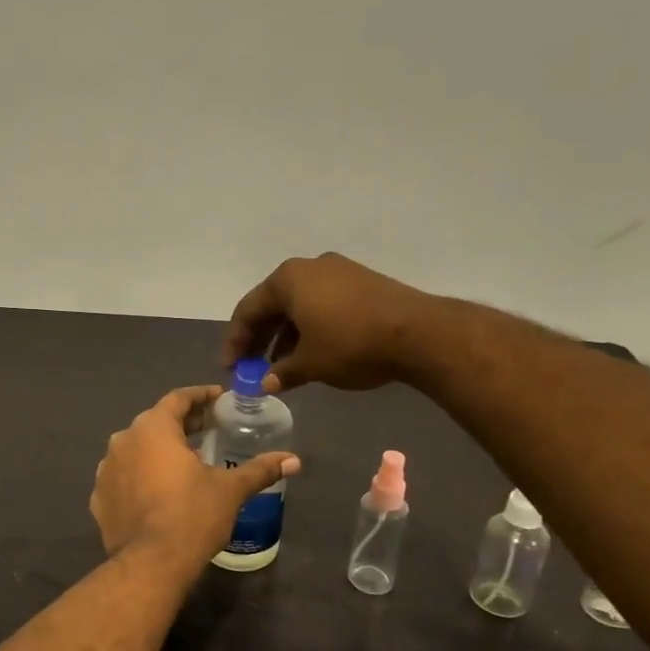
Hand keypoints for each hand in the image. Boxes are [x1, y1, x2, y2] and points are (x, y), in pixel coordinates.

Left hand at [91, 386, 298, 567]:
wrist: (150, 564)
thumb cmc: (192, 515)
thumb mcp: (230, 490)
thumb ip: (260, 470)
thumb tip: (293, 460)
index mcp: (152, 428)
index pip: (177, 399)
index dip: (200, 396)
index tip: (218, 398)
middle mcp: (123, 440)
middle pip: (155, 422)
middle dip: (181, 424)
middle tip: (207, 429)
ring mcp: (106, 470)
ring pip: (136, 450)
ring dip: (158, 451)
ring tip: (183, 462)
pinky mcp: (99, 498)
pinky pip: (123, 478)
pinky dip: (140, 477)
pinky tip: (158, 492)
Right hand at [224, 253, 427, 392]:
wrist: (419, 333)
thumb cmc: (351, 344)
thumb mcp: (310, 364)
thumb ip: (282, 373)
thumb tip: (266, 383)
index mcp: (288, 279)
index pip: (248, 310)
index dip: (235, 342)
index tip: (230, 368)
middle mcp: (309, 267)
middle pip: (272, 305)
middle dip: (260, 338)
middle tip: (250, 367)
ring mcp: (339, 271)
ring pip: (299, 305)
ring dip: (285, 335)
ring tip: (280, 366)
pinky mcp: (362, 282)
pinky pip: (322, 304)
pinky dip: (309, 327)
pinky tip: (311, 352)